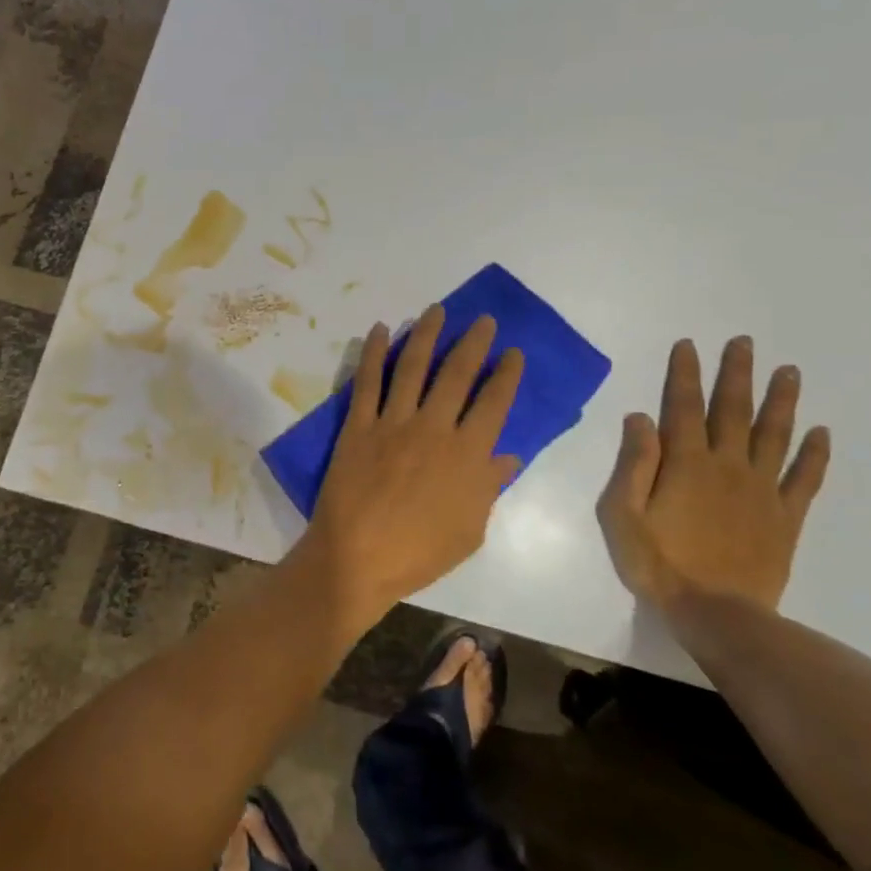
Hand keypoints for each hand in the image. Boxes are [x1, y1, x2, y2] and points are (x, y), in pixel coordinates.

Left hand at [296, 305, 522, 629]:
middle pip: (457, 373)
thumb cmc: (419, 553)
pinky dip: (374, 352)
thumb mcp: (470, 530)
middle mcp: (434, 427)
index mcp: (467, 455)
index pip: (494, 403)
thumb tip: (508, 456)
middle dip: (473, 342)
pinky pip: (368, 380)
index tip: (512, 352)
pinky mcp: (359, 424)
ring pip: (413, 366)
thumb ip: (489, 487)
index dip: (506, 374)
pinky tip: (380, 330)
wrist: (357, 559)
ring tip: (437, 310)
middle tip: (482, 320)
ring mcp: (394, 422)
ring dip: (426, 334)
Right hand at [598, 336, 829, 612]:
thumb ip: (633, 464)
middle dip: (737, 374)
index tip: (690, 345)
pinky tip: (821, 432)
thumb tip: (640, 418)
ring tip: (789, 371)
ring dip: (781, 401)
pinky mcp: (785, 517)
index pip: (683, 406)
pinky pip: (805, 479)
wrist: (716, 615)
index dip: (685, 374)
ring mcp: (761, 490)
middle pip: (733, 410)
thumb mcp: (622, 514)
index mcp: (686, 463)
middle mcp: (727, 466)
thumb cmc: (659, 563)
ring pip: (774, 435)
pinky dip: (814, 455)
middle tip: (746, 342)